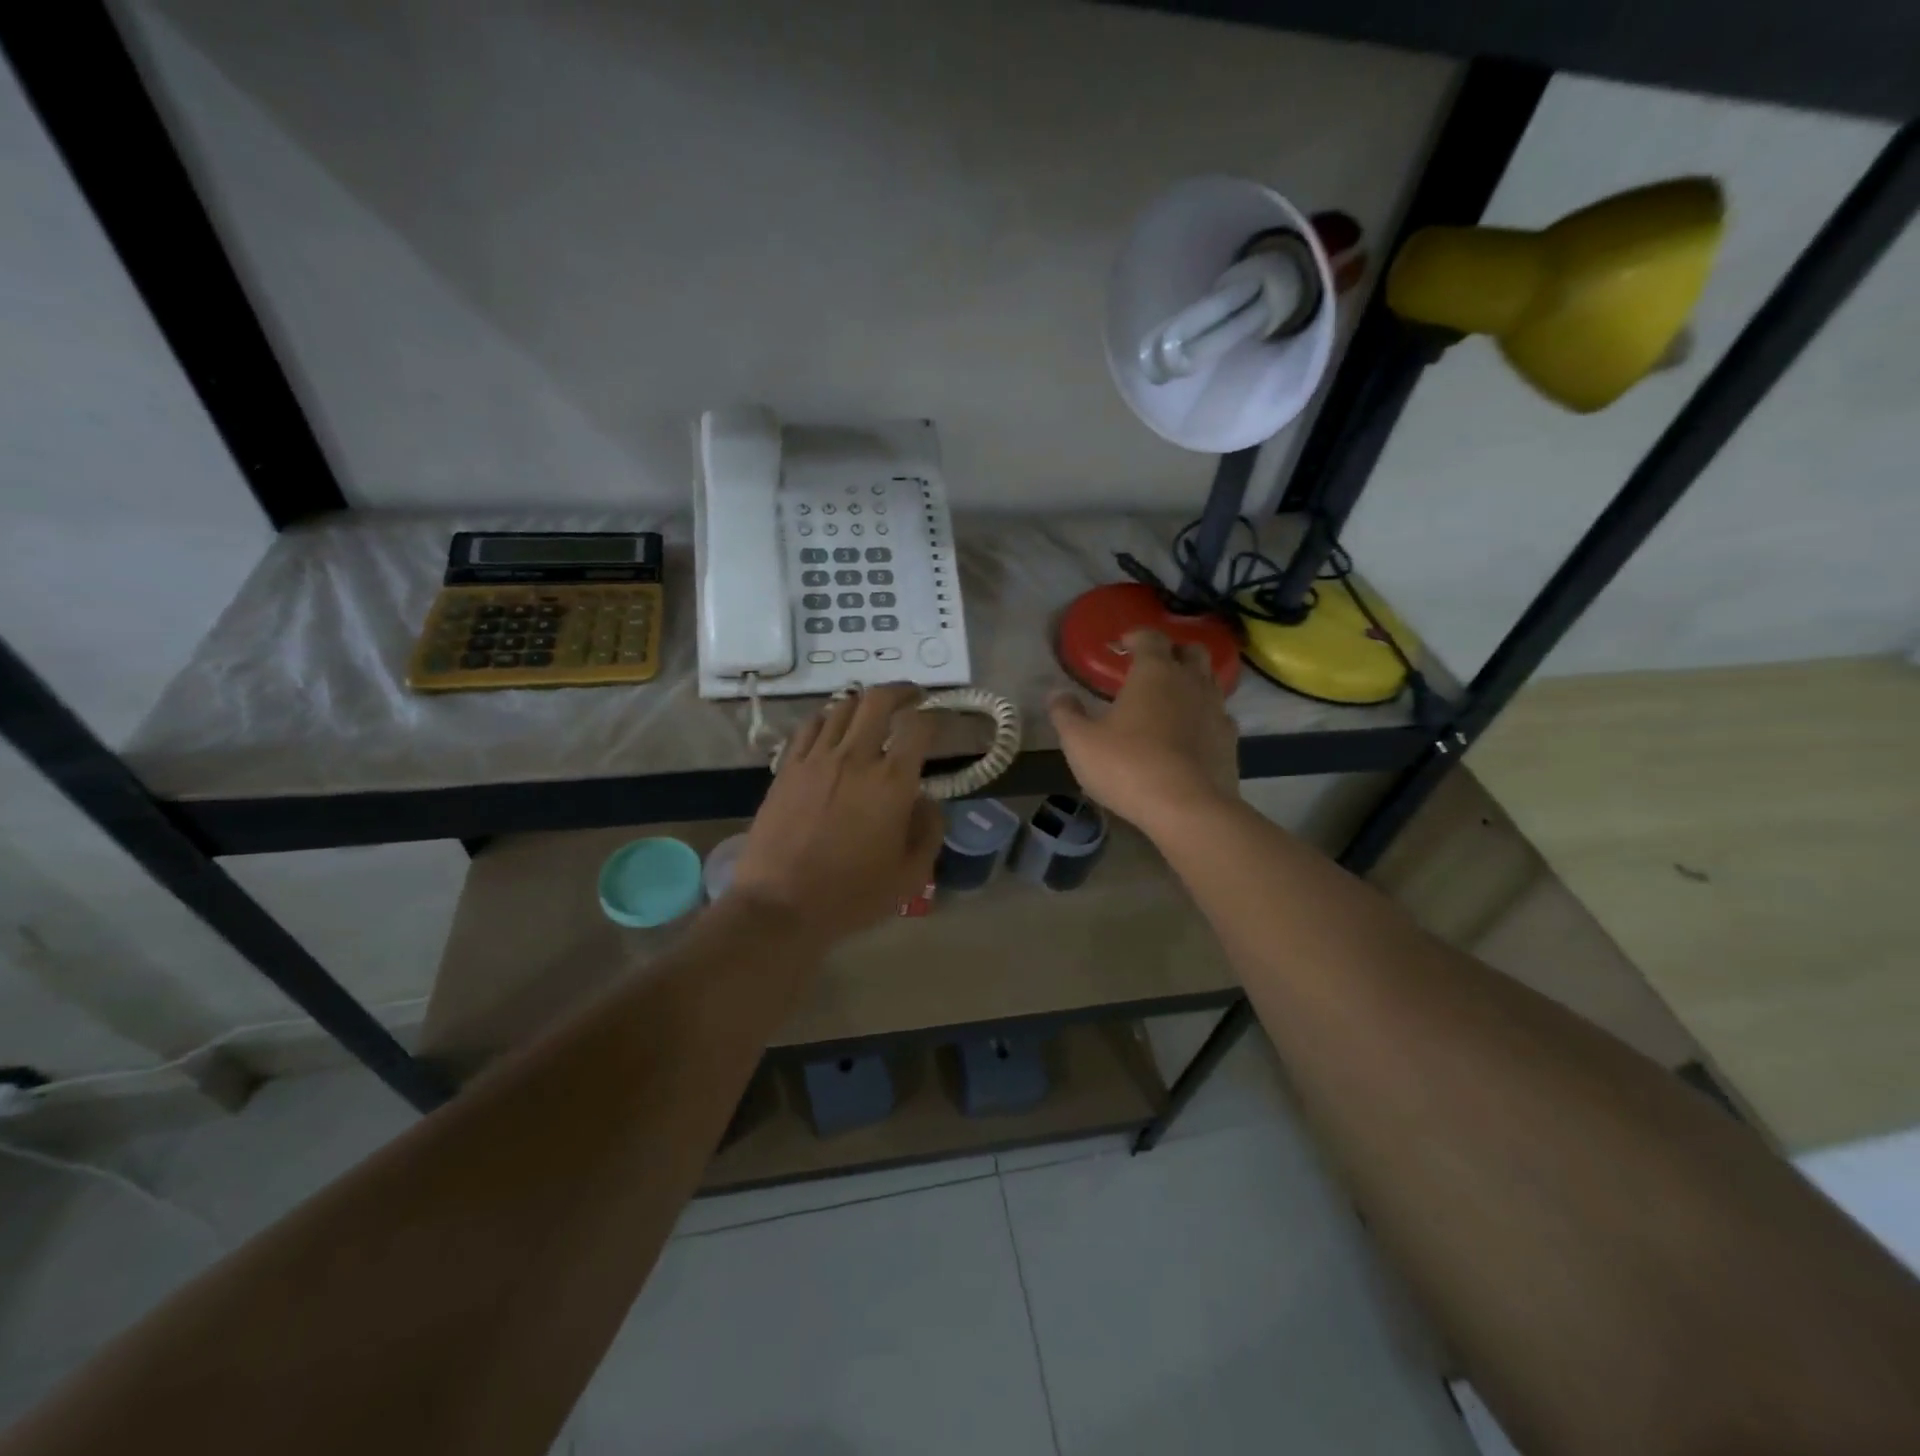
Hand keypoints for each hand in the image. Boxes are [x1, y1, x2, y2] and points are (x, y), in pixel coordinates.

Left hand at [731, 684, 943, 945]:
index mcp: (892, 782)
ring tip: (872, 712)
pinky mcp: (787, 768)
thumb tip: (928, 800)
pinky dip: (827, 718)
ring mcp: (816, 759)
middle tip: (912, 696)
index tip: (939, 721)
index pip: (919, 727)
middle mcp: (855, 758)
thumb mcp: (910, 875)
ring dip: (864, 703)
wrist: (781, 905)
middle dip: (901, 691)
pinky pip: (809, 726)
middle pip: (878, 700)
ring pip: (842, 707)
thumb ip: (929, 831)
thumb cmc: (852, 895)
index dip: (935, 717)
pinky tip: (832, 728)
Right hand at [1049, 629, 1239, 833]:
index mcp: (1154, 672)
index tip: (1122, 645)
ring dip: (1192, 682)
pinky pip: (1219, 715)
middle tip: (1153, 667)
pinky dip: (1204, 715)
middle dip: (1173, 653)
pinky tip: (1190, 733)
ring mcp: (1216, 710)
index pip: (1150, 637)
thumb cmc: (1128, 766)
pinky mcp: (1230, 740)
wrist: (1188, 808)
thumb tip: (1056, 694)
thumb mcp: (1080, 742)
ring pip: (1210, 681)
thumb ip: (1066, 714)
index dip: (1136, 637)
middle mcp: (1190, 682)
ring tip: (1171, 699)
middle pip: (1191, 651)